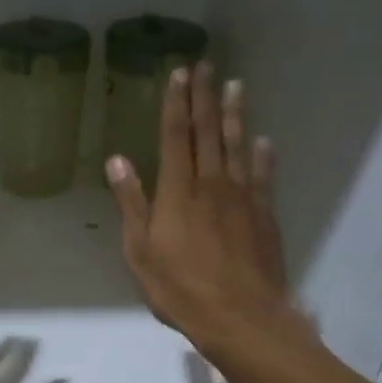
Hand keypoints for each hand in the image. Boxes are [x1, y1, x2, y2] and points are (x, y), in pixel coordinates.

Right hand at [106, 63, 299, 358]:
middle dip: (205, 97)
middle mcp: (211, 184)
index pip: (175, 137)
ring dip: (234, 115)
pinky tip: (263, 141)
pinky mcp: (263, 215)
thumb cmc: (179, 288)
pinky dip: (262, 155)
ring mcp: (242, 197)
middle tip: (207, 65)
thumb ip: (132, 203)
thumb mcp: (140, 251)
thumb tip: (117, 160)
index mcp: (177, 191)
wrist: (241, 316)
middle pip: (208, 133)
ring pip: (237, 146)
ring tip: (236, 85)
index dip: (176, 104)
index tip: (178, 73)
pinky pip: (262, 176)